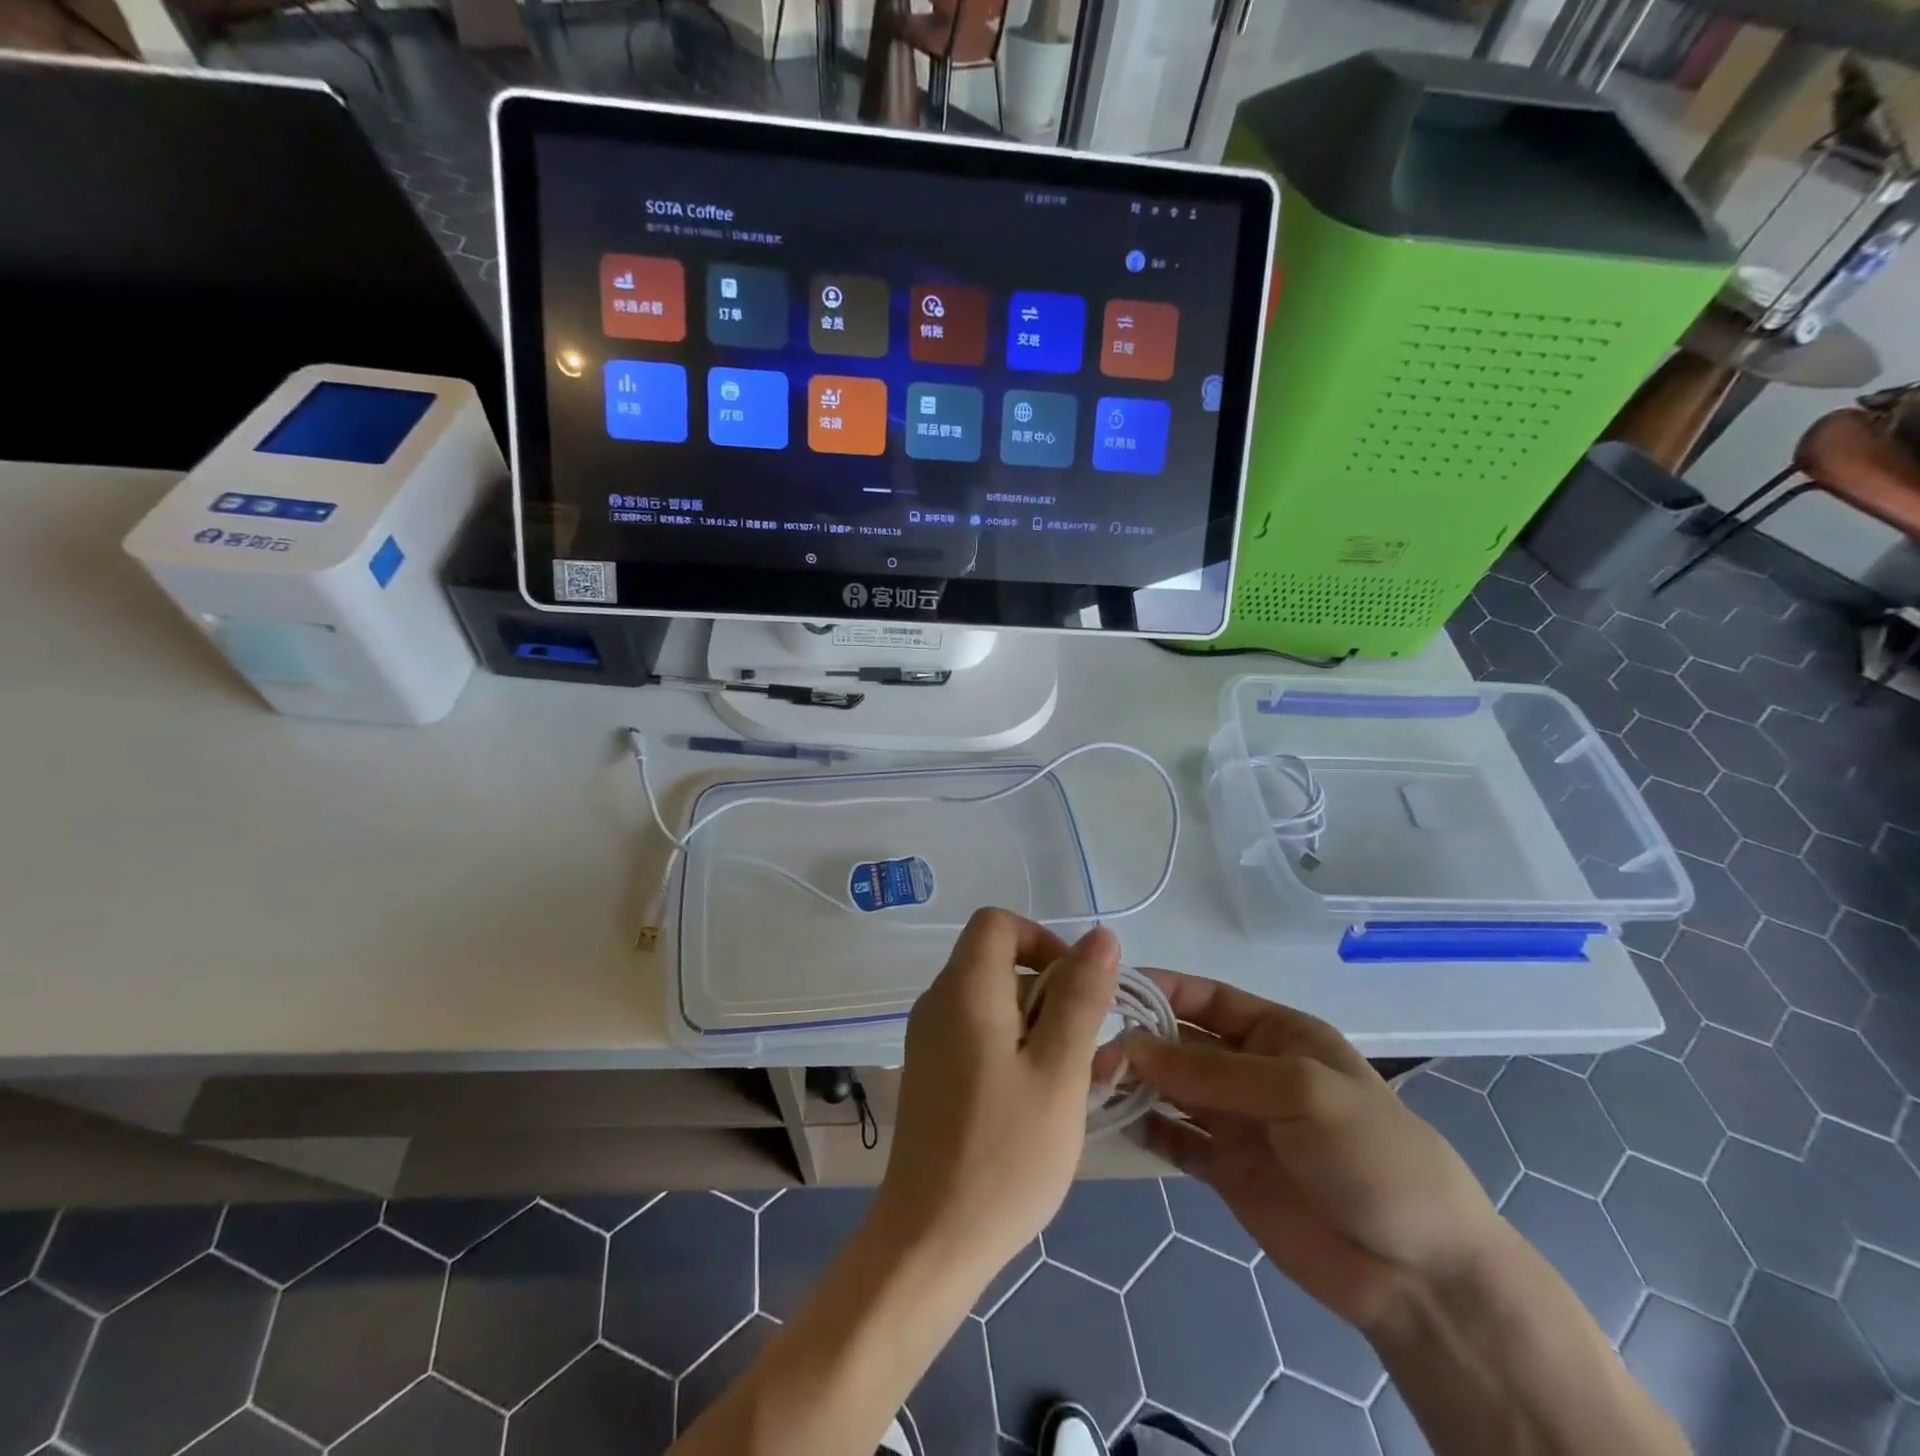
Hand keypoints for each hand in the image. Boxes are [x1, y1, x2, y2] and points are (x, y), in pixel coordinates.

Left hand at [874, 909, 1120, 1281]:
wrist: (930, 1240)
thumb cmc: (1005, 1154)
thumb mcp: (1060, 1072)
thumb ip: (1080, 998)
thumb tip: (1100, 936)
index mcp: (965, 989)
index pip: (998, 922)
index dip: (1042, 940)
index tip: (1075, 989)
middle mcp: (938, 1001)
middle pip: (997, 961)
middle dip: (1047, 991)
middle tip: (1080, 1051)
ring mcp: (928, 1038)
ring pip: (992, 1001)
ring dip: (1035, 1025)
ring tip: (1063, 1084)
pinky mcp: (929, 1070)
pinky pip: (976, 1033)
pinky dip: (1011, 1048)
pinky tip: (1033, 1101)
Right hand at [1117, 972, 1503, 1335]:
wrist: (1419, 1273)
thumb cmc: (1371, 1154)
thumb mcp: (1301, 1092)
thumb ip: (1214, 1071)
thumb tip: (1132, 1046)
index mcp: (1278, 1034)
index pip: (1208, 998)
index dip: (1161, 988)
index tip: (1108, 989)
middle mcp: (1251, 1069)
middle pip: (1182, 1042)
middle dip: (1140, 1040)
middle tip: (1088, 1046)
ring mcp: (1237, 1121)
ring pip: (1172, 1089)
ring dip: (1136, 1082)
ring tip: (1092, 1081)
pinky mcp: (1226, 1170)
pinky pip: (1176, 1139)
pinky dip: (1147, 1129)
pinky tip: (1116, 1123)